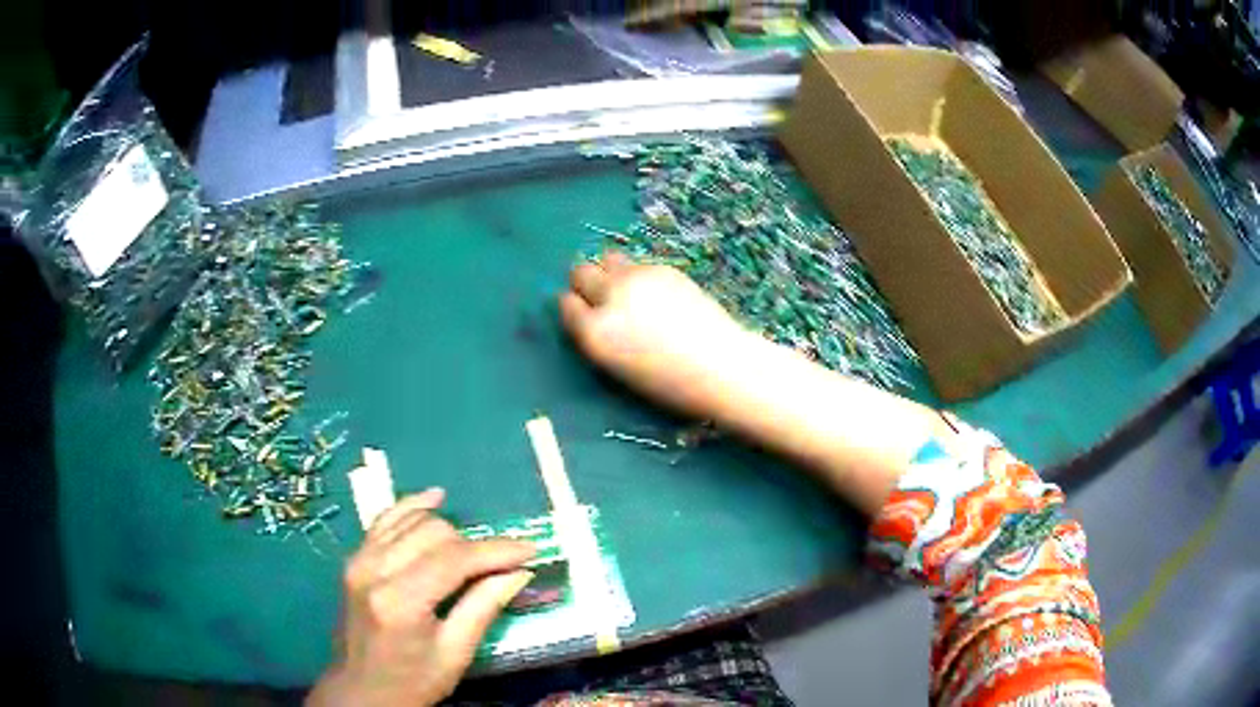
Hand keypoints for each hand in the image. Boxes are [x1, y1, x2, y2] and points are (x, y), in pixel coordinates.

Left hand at [308, 489, 534, 706]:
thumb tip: (519, 571)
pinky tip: (434, 498)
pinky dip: (412, 507)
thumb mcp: (455, 654)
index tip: (530, 549)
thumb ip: (484, 607)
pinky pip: (386, 519)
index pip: (455, 559)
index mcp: (400, 601)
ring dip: (449, 530)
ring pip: (413, 521)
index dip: (496, 550)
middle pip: (435, 533)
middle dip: (473, 545)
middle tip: (500, 566)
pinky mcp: (354, 558)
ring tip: (473, 551)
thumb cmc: (412, 681)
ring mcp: (359, 559)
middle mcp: (374, 569)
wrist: (360, 690)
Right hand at [560, 252, 752, 417]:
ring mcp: (637, 278)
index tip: (585, 314)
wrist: (721, 365)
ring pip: (607, 259)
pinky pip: (637, 264)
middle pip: (580, 272)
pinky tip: (657, 295)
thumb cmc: (669, 384)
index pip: (566, 304)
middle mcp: (610, 298)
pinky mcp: (662, 268)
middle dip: (585, 283)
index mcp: (595, 333)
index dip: (575, 308)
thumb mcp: (618, 368)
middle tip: (601, 297)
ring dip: (610, 272)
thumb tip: (588, 313)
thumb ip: (597, 336)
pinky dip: (638, 275)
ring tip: (628, 291)